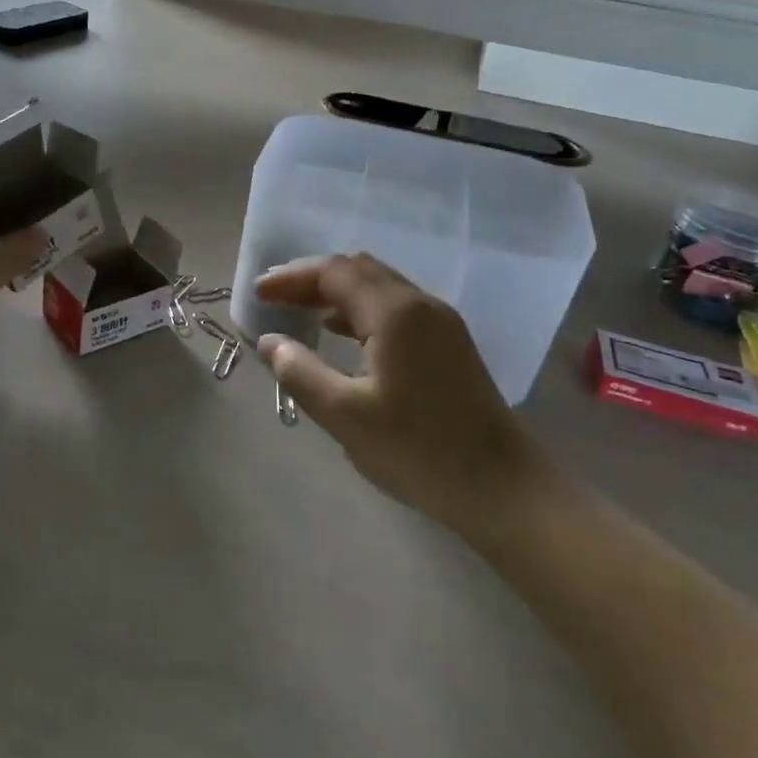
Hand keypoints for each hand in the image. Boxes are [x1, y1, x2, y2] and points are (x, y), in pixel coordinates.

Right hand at [253, 254, 547, 538]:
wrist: (499, 486)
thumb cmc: (417, 450)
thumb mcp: (344, 414)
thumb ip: (300, 372)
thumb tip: (270, 342)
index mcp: (395, 313)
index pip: (334, 272)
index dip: (291, 278)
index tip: (258, 294)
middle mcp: (420, 304)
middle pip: (358, 270)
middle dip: (312, 279)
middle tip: (275, 298)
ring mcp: (440, 323)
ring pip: (379, 288)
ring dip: (336, 293)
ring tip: (300, 313)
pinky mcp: (449, 344)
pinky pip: (395, 309)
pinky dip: (360, 311)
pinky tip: (341, 334)